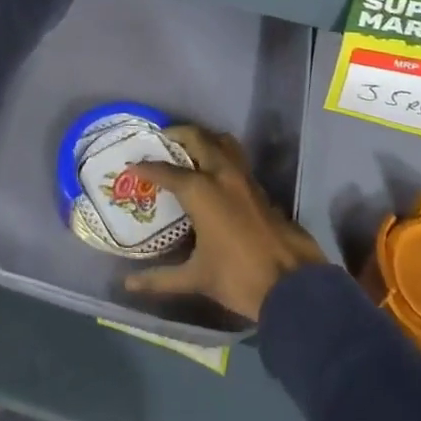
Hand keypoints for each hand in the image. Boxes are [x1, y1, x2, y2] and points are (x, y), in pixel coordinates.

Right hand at [123, 125, 326, 322]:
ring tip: (188, 149)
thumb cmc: (239, 277)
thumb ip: (160, 278)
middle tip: (162, 141)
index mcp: (201, 190)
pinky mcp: (259, 187)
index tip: (132, 164)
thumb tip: (128, 285)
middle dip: (177, 135)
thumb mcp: (197, 278)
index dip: (147, 166)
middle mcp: (221, 174)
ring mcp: (244, 177)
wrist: (292, 283)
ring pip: (222, 141)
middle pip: (197, 138)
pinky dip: (220, 153)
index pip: (167, 171)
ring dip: (203, 139)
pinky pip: (236, 157)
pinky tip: (213, 173)